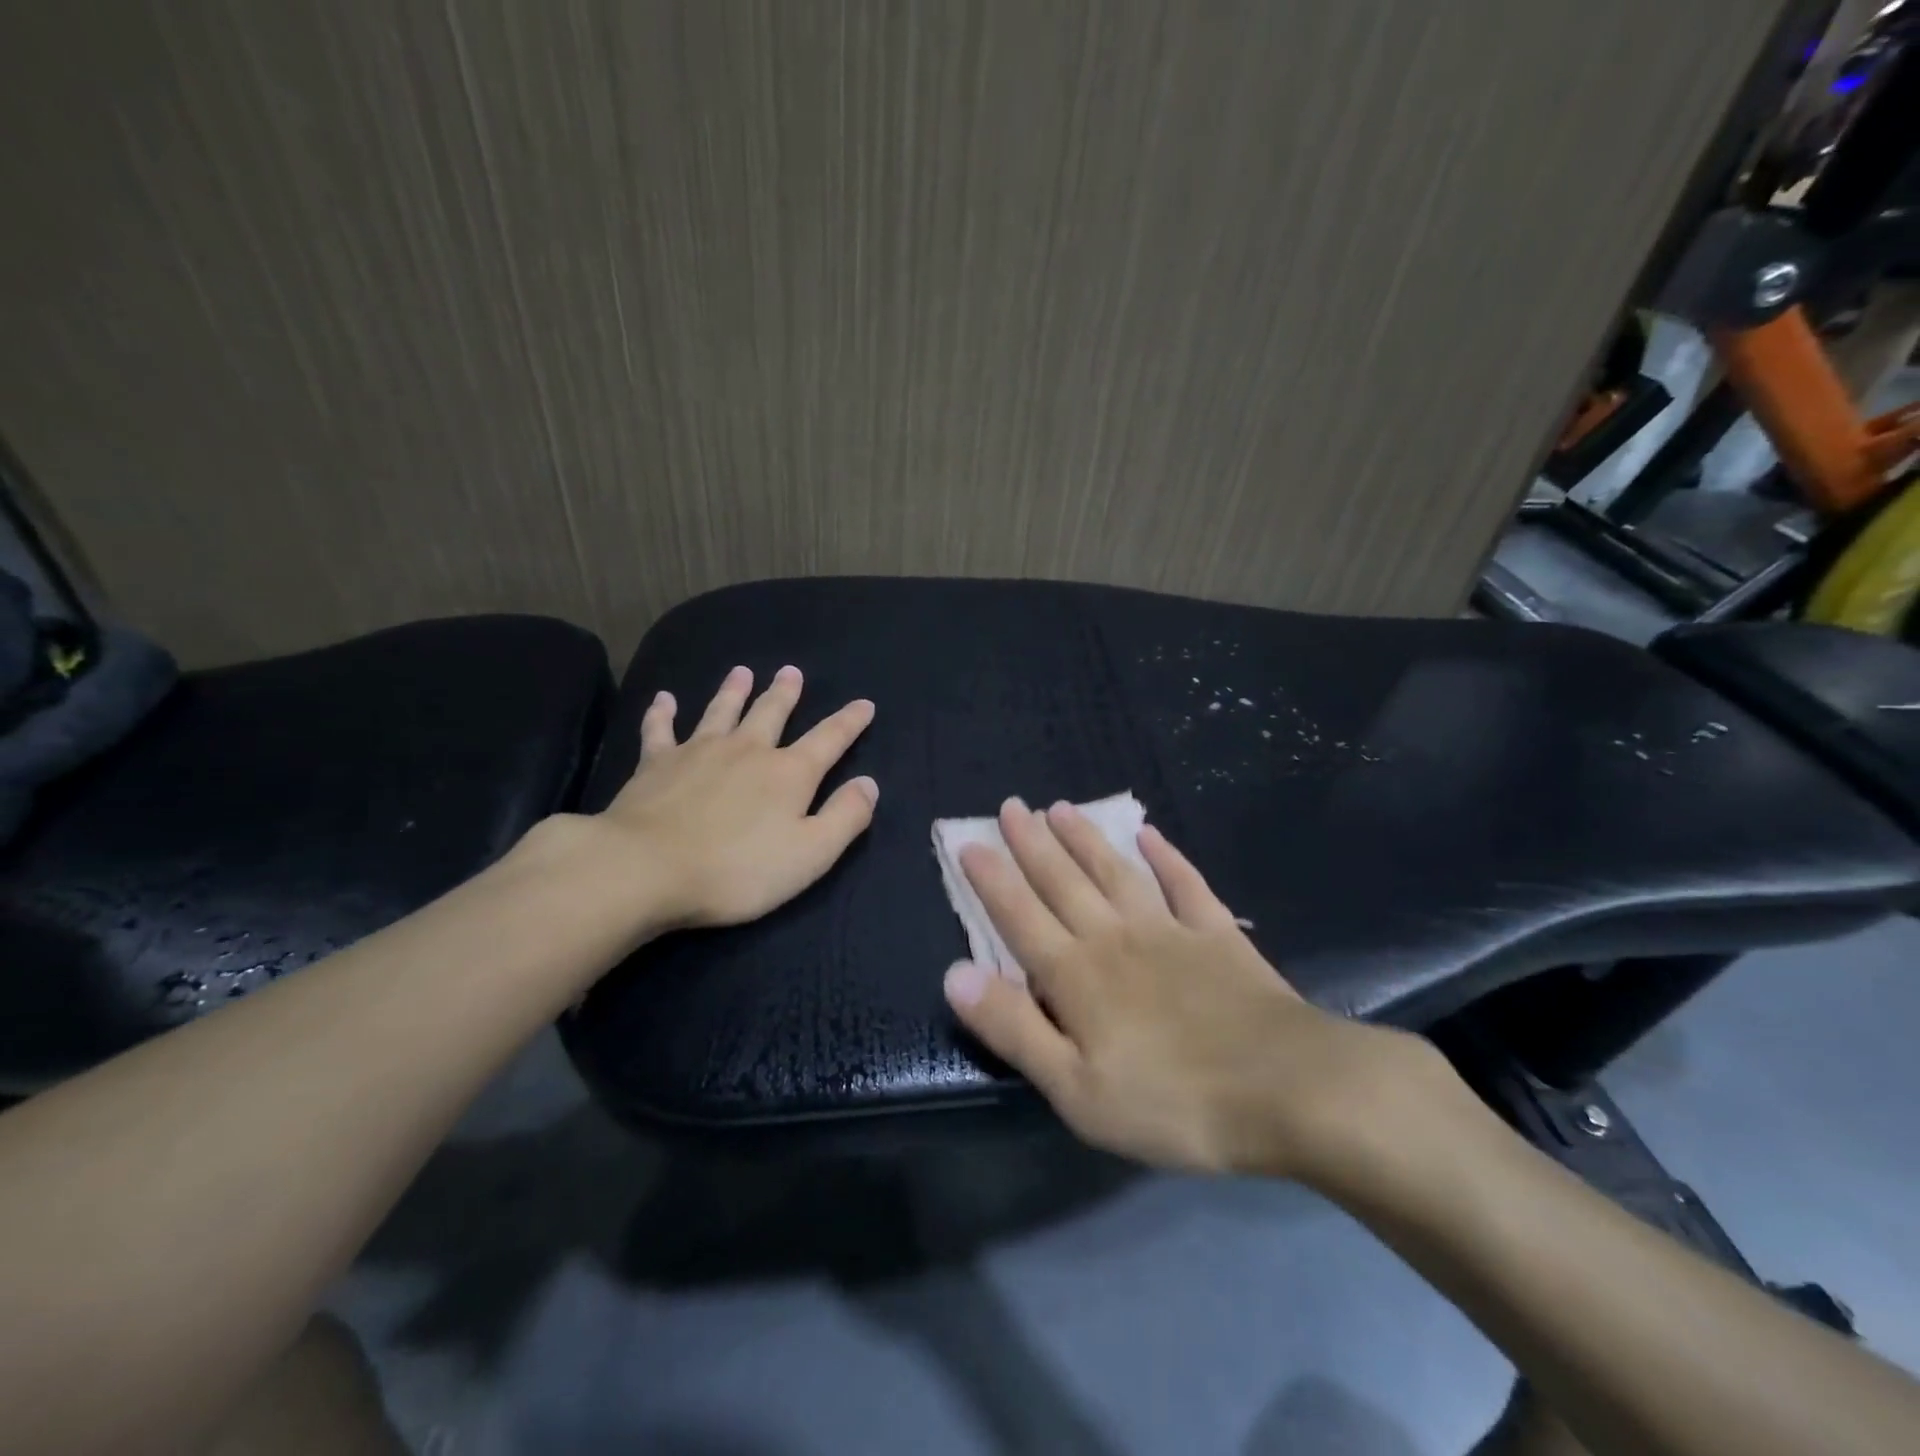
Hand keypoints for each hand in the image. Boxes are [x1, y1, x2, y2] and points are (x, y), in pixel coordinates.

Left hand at [539, 665, 877, 931]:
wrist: (647, 869)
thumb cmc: (737, 870)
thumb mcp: (810, 854)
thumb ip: (845, 817)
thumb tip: (869, 783)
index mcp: (789, 774)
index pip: (829, 739)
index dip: (849, 722)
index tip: (864, 704)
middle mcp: (747, 750)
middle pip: (771, 713)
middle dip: (785, 693)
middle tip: (791, 671)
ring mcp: (699, 751)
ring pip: (721, 711)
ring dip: (734, 690)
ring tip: (742, 672)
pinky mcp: (656, 763)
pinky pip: (661, 729)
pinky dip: (663, 713)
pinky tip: (664, 700)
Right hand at [942, 799, 1451, 1179]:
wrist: (1287, 1089)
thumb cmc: (1172, 1102)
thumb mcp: (1075, 1089)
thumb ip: (1013, 1028)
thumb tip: (954, 974)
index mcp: (1076, 975)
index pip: (1020, 916)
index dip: (991, 879)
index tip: (969, 842)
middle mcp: (1115, 938)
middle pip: (1063, 882)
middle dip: (1031, 844)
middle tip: (1011, 806)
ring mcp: (1169, 930)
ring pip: (1115, 872)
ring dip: (1085, 839)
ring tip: (1061, 808)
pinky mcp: (1217, 936)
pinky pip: (1185, 884)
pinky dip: (1166, 857)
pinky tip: (1149, 834)